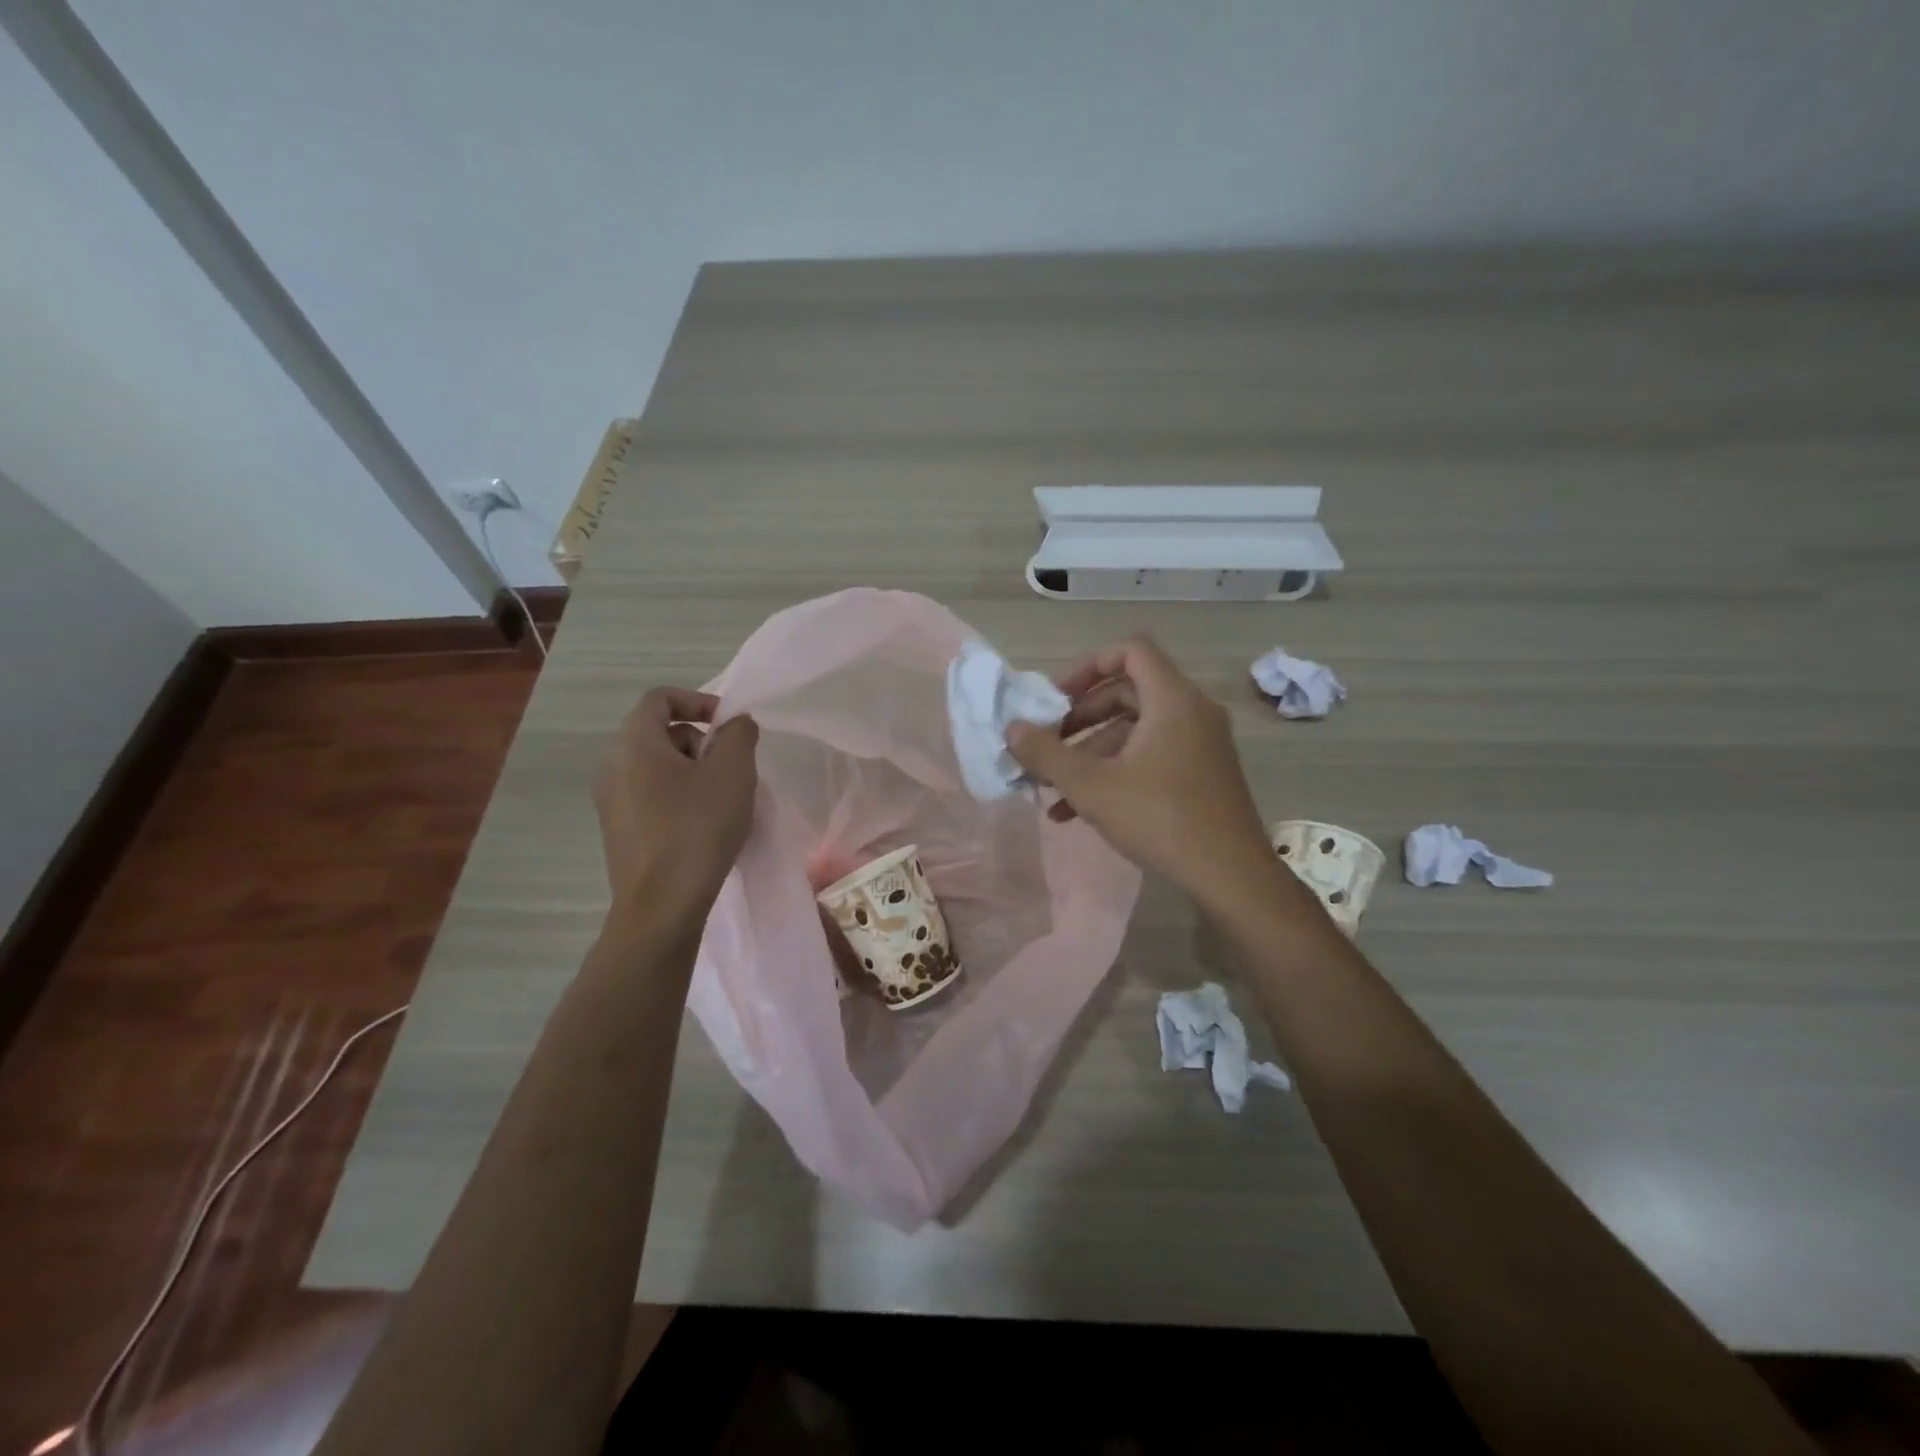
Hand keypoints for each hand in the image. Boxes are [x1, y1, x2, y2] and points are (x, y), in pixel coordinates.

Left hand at [593, 687, 759, 914]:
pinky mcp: (618, 828)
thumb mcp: (733, 772)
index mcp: (633, 743)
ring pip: (657, 766)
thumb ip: (738, 734)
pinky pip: (651, 794)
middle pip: (660, 732)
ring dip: (694, 771)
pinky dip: (679, 795)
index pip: (661, 698)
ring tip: (723, 800)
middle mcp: (612, 765)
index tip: (729, 726)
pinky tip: (704, 824)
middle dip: (701, 741)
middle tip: (731, 768)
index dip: (699, 701)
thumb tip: (735, 723)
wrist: (662, 905)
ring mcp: (611, 800)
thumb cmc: (698, 828)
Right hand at [1008, 637, 1272, 907]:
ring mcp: (1200, 743)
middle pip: (1128, 692)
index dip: (1088, 666)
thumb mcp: (1091, 786)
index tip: (1057, 697)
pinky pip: (1152, 755)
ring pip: (1136, 730)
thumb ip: (1046, 754)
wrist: (1231, 875)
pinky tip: (1076, 811)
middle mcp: (1192, 711)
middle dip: (1081, 718)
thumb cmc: (1159, 818)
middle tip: (1049, 742)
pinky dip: (1116, 771)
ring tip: (1052, 787)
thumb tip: (1012, 728)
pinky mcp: (1202, 772)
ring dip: (1091, 752)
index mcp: (1172, 699)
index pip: (1130, 651)